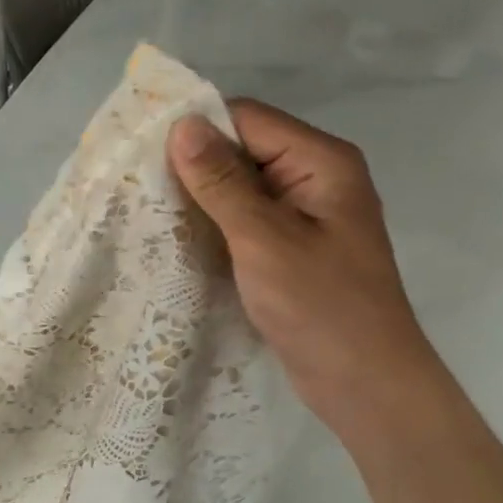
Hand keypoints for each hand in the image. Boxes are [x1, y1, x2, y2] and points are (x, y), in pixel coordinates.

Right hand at [167, 101, 443, 437]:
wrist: (365, 383)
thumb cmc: (320, 306)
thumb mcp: (264, 239)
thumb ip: (223, 183)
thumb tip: (183, 125)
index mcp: (321, 162)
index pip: (248, 119)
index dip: (197, 129)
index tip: (143, 152)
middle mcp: (315, 178)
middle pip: (244, 150)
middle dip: (194, 166)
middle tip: (137, 185)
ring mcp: (304, 217)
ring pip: (240, 189)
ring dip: (200, 199)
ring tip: (148, 211)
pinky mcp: (291, 250)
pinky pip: (246, 222)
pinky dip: (215, 227)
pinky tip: (178, 239)